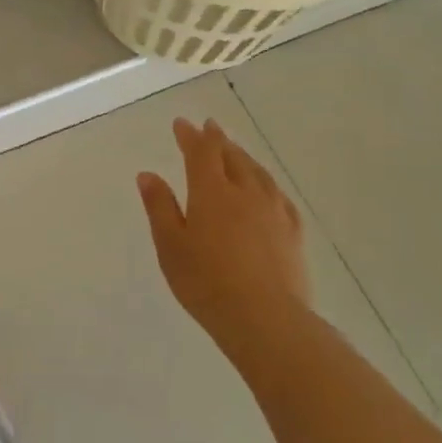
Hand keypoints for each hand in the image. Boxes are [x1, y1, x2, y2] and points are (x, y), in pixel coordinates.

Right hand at [137, 118, 312, 357]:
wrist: (265, 319)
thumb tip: (148, 174)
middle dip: (217, 140)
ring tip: (235, 150)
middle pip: (232, 157)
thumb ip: (160, 207)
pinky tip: (266, 188)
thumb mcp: (170, 245)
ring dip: (243, 156)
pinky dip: (266, 182)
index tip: (182, 123)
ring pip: (258, 173)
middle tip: (209, 127)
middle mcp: (245, 193)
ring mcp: (274, 211)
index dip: (191, 136)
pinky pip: (278, 195)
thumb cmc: (206, 282)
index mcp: (211, 193)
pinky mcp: (293, 233)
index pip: (201, 153)